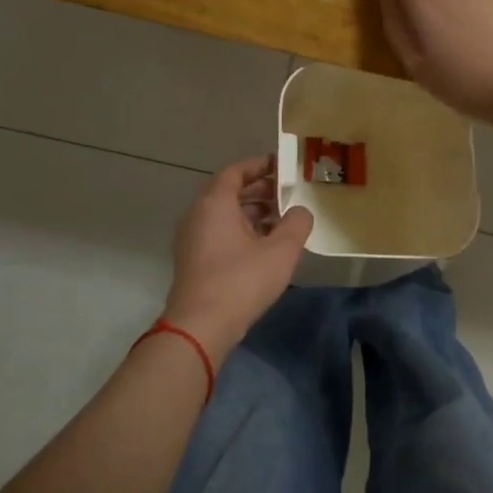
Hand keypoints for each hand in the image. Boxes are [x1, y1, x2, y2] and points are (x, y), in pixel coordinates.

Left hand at [162, 155, 312, 365]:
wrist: (200, 326)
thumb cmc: (241, 281)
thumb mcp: (281, 250)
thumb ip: (297, 223)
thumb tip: (301, 211)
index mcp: (215, 203)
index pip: (236, 171)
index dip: (260, 165)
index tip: (282, 165)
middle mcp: (198, 214)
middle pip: (229, 191)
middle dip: (259, 190)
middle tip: (287, 193)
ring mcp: (192, 238)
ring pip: (224, 214)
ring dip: (251, 212)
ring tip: (282, 219)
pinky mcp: (193, 260)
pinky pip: (218, 232)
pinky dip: (241, 230)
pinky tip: (264, 246)